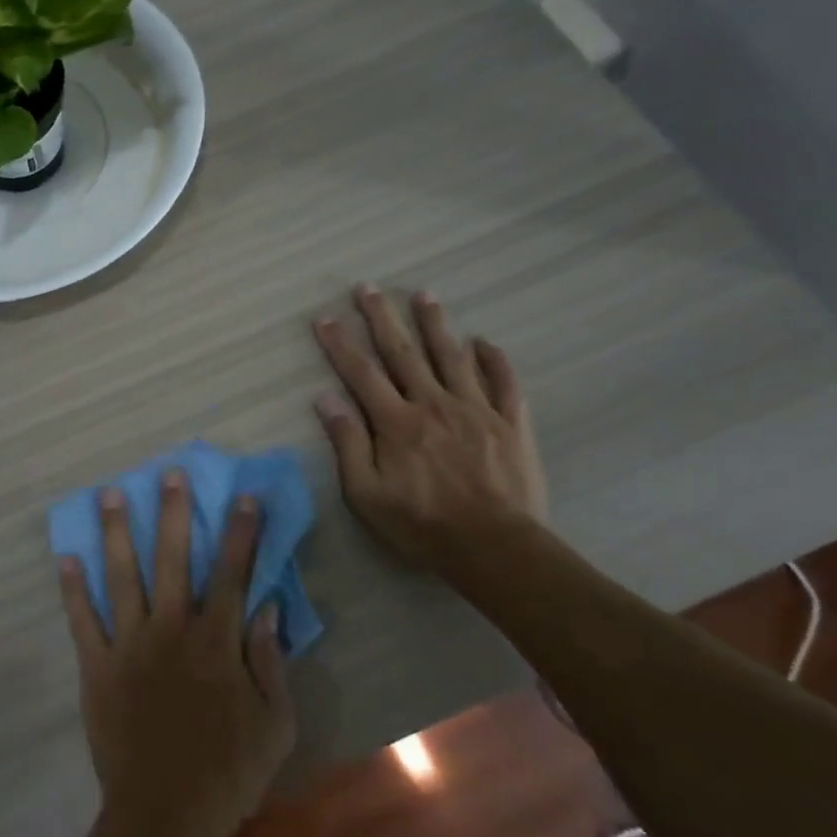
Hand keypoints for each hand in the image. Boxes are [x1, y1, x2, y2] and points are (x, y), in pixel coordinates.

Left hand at [58, 472, 295, 836]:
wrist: (166, 814)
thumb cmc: (229, 771)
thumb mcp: (276, 723)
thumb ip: (270, 660)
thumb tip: (266, 607)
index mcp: (215, 640)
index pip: (232, 572)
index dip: (240, 531)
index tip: (243, 495)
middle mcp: (171, 629)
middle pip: (172, 558)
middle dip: (173, 512)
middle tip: (167, 473)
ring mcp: (129, 644)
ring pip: (122, 576)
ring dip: (116, 532)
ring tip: (108, 494)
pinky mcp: (97, 666)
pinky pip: (82, 620)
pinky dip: (72, 589)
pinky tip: (65, 557)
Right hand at [313, 284, 548, 567]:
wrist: (496, 549)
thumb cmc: (422, 525)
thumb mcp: (367, 495)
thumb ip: (348, 443)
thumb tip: (325, 399)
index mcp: (396, 422)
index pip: (361, 372)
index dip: (340, 343)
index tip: (325, 318)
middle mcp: (433, 404)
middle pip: (403, 352)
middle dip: (382, 317)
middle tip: (369, 287)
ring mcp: (476, 410)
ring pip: (452, 356)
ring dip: (435, 324)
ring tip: (424, 295)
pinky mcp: (511, 424)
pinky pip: (504, 383)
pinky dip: (494, 360)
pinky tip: (484, 342)